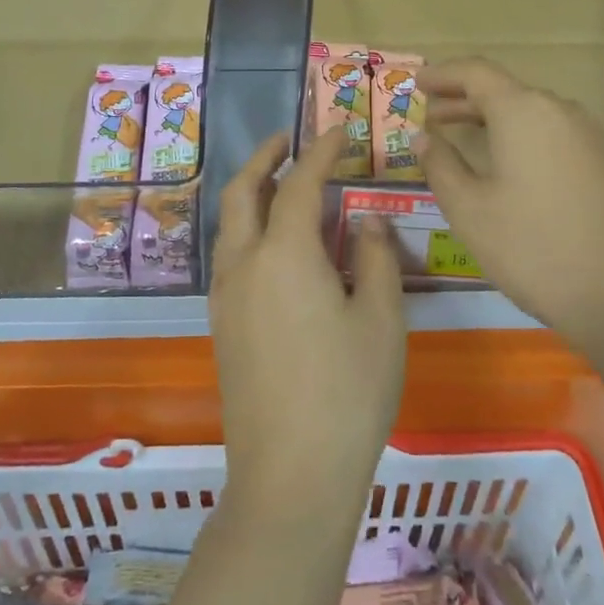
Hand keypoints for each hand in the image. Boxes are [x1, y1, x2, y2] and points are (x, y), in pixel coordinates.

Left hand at [208, 126, 406, 522]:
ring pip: (228, 224)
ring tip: (279, 182)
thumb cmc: (349, 392)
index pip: (299, 182)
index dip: (320, 151)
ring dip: (249, 192)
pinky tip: (274, 244)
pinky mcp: (221, 326)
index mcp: (284, 252)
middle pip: (241, 192)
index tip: (338, 130)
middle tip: (288, 140)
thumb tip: (367, 221)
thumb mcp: (381, 320)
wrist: (290, 474)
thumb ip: (377, 258)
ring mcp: (226, 296)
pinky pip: (229, 255)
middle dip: (264, 158)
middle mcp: (244, 264)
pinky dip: (246, 228)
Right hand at [415, 57, 603, 350]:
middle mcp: (561, 112)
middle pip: (505, 90)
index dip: (443, 74)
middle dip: (464, 99)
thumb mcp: (469, 210)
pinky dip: (524, 139)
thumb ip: (440, 165)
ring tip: (465, 140)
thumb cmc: (532, 249)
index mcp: (523, 112)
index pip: (476, 72)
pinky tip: (512, 169)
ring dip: (494, 120)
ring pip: (533, 114)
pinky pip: (555, 136)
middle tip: (431, 115)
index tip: (416, 83)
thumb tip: (424, 138)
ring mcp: (591, 138)